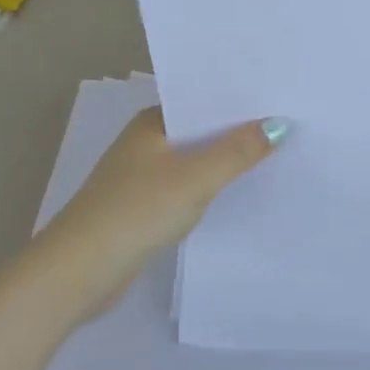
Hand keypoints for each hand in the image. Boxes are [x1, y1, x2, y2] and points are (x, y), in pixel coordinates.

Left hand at [31, 108, 286, 318]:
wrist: (78, 272)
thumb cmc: (136, 211)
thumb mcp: (194, 178)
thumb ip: (237, 152)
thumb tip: (279, 124)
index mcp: (152, 121)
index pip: (202, 98)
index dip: (240, 99)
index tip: (282, 97)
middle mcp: (146, 141)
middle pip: (201, 129)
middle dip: (239, 131)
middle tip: (290, 124)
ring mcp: (142, 176)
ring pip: (195, 160)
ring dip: (226, 161)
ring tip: (277, 155)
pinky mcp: (143, 208)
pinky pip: (187, 188)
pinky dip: (210, 187)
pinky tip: (239, 193)